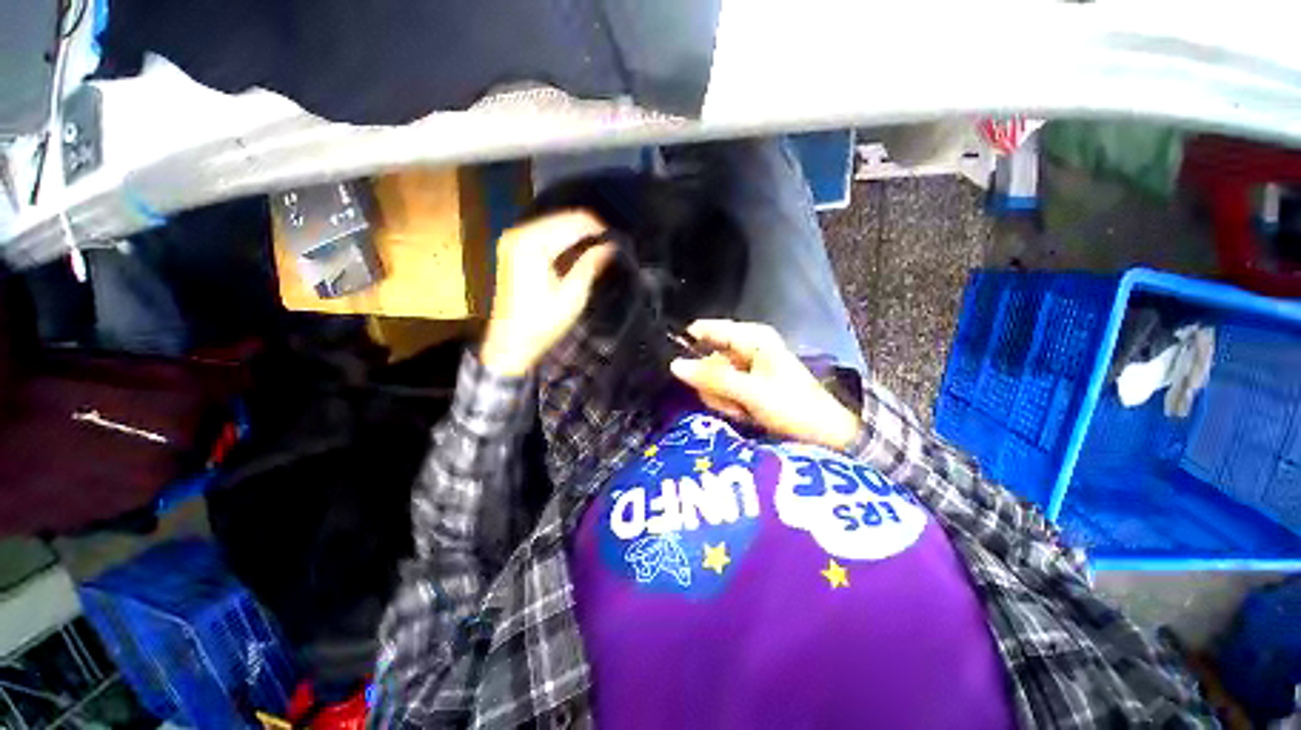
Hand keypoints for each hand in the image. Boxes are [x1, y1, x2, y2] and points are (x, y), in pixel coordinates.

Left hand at [480, 211, 615, 376]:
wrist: (510, 343)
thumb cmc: (542, 323)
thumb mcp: (573, 296)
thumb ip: (591, 265)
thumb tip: (610, 246)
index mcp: (533, 244)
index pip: (573, 222)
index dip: (598, 228)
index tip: (617, 240)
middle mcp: (519, 234)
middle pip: (562, 219)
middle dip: (587, 230)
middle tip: (609, 245)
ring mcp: (513, 240)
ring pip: (553, 224)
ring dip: (576, 234)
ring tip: (597, 249)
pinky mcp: (512, 249)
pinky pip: (543, 233)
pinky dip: (562, 239)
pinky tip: (576, 251)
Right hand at [669, 319, 861, 451]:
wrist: (822, 434)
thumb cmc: (791, 406)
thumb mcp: (750, 391)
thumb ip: (712, 378)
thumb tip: (675, 365)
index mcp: (752, 337)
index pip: (708, 329)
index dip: (691, 344)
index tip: (678, 365)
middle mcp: (748, 347)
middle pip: (709, 359)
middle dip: (714, 384)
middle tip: (730, 400)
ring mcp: (747, 366)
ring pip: (714, 378)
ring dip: (722, 397)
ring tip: (742, 409)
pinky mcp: (748, 384)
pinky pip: (724, 390)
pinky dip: (730, 404)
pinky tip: (744, 413)